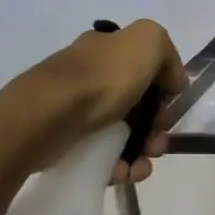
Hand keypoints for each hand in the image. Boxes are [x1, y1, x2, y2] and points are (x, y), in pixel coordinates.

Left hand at [12, 20, 187, 182]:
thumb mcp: (147, 40)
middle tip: (158, 142)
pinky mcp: (65, 140)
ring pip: (123, 131)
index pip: (147, 65)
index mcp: (108, 48)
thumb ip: (167, 53)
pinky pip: (102, 153)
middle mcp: (91, 74)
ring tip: (142, 167)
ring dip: (142, 150)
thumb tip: (169, 82)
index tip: (171, 106)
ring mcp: (76, 108)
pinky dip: (119, 165)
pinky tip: (124, 173)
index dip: (165, 86)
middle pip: (138, 102)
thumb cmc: (101, 78)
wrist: (43, 118)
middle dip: (157, 125)